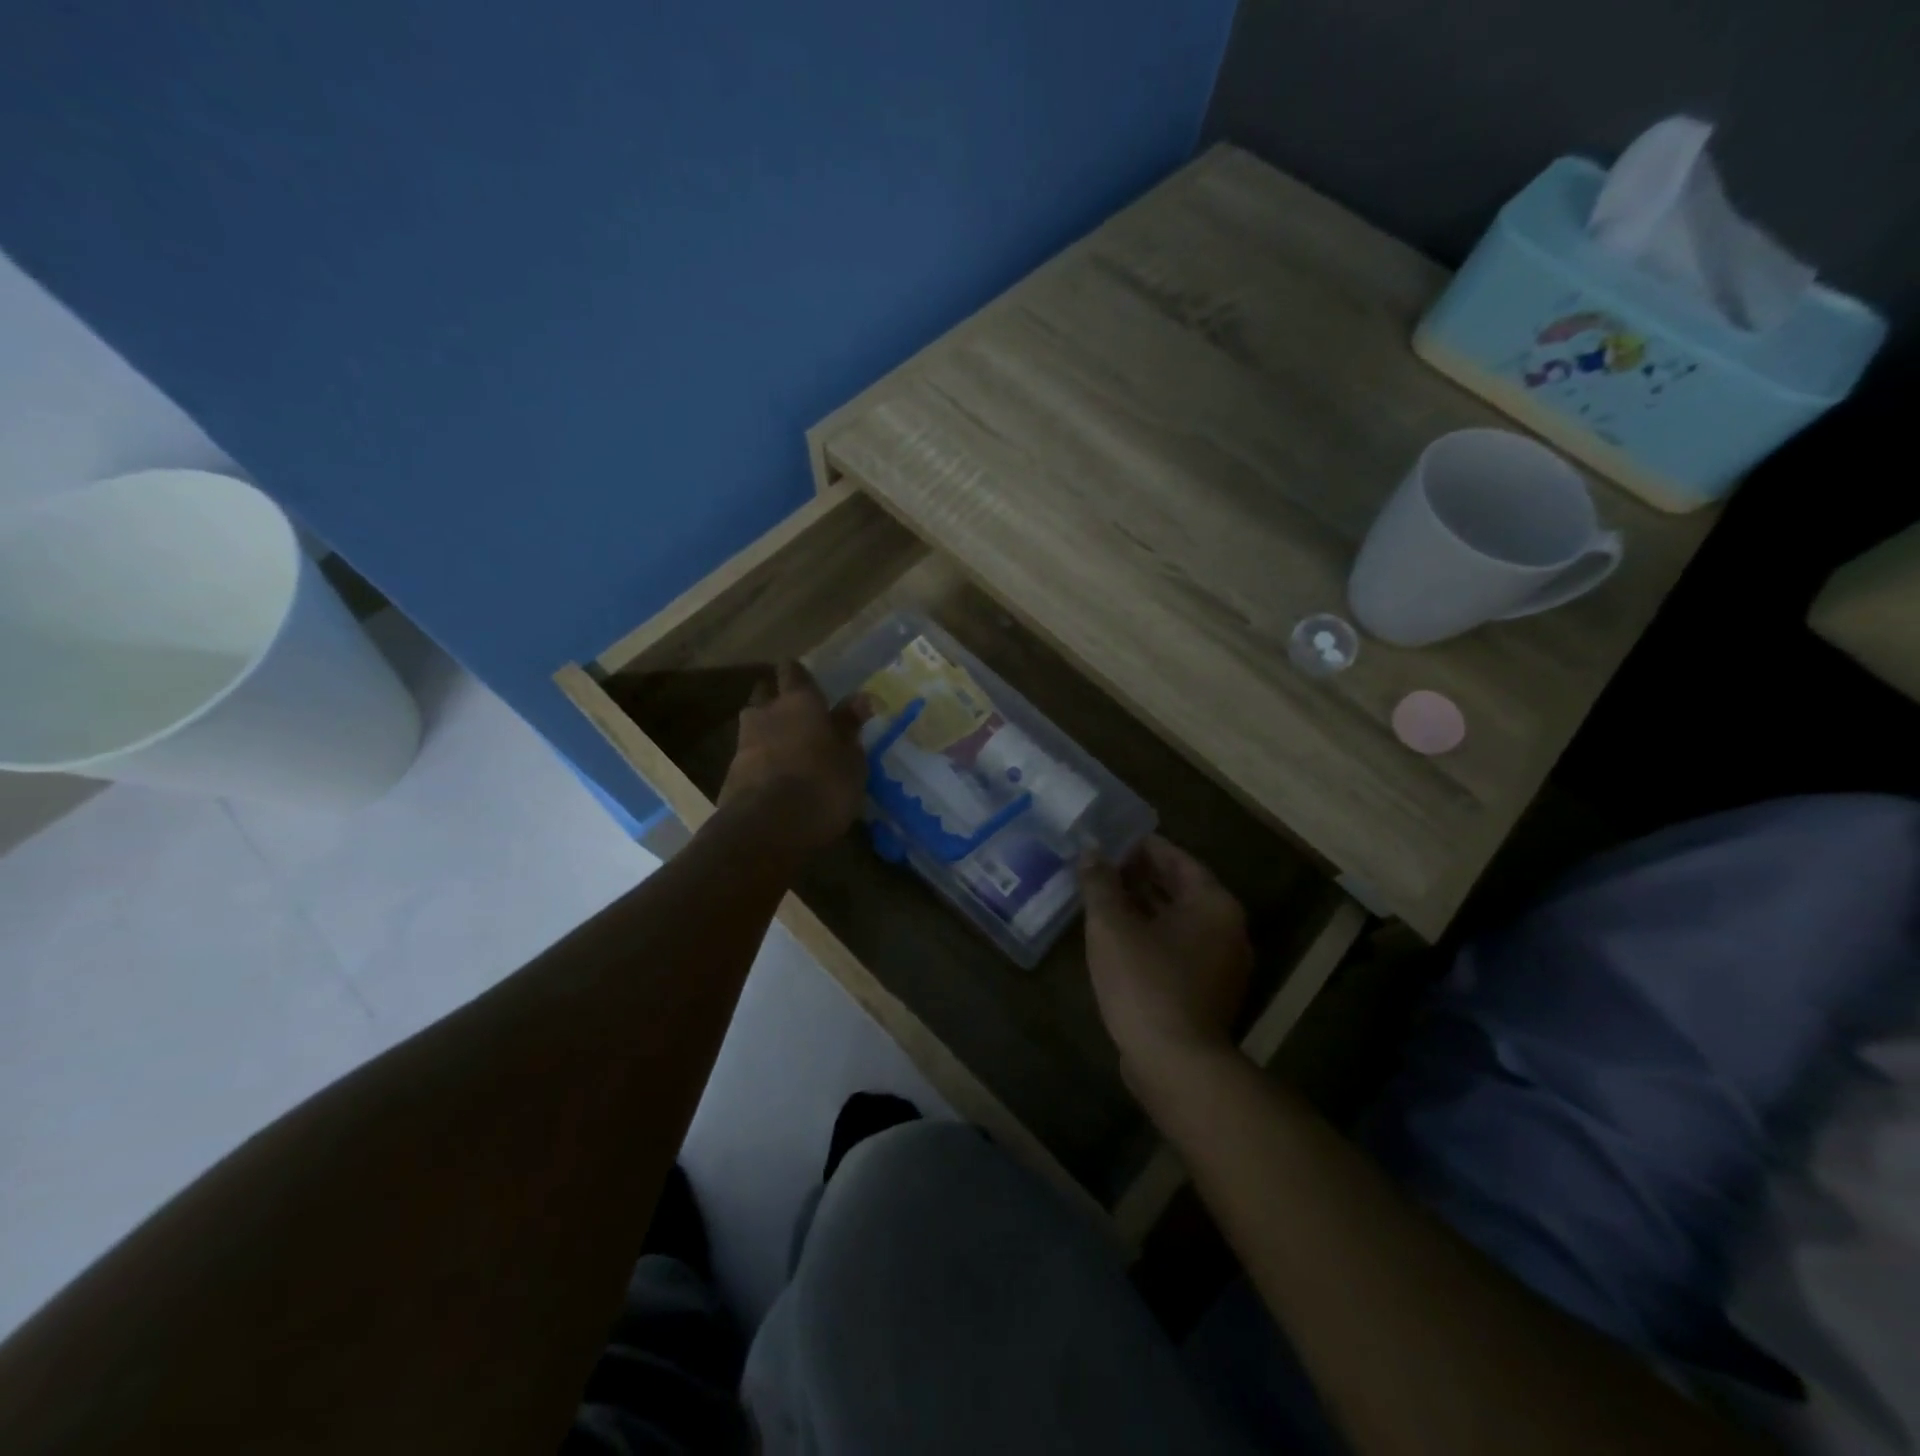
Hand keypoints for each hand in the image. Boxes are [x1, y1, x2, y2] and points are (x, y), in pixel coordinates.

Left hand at [718, 662, 865, 851]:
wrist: (767, 828)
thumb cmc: (823, 785)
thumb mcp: (851, 760)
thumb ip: (850, 727)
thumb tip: (861, 699)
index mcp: (799, 701)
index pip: (793, 671)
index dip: (800, 675)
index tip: (809, 682)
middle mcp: (767, 712)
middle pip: (765, 693)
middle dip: (776, 698)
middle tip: (796, 713)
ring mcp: (744, 742)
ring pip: (753, 723)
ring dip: (766, 730)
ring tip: (786, 746)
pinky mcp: (731, 772)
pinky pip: (749, 755)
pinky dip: (760, 759)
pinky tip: (775, 774)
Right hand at [1081, 836, 1252, 1092]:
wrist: (1174, 1063)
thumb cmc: (1145, 982)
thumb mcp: (1112, 925)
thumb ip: (1100, 883)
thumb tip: (1090, 853)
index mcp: (1213, 905)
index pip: (1179, 860)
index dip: (1145, 847)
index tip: (1115, 839)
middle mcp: (1227, 930)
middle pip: (1183, 890)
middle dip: (1143, 875)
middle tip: (1105, 864)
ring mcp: (1222, 965)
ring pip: (1180, 921)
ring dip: (1145, 906)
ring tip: (1106, 895)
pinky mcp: (1208, 993)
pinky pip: (1179, 948)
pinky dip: (1153, 935)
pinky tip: (1119, 937)